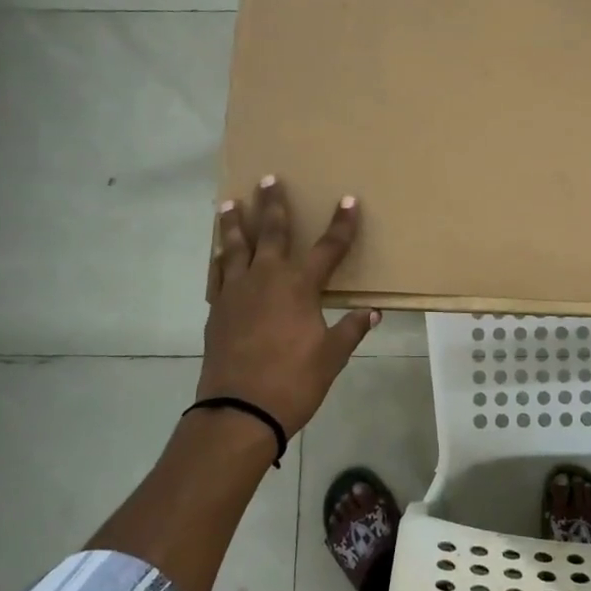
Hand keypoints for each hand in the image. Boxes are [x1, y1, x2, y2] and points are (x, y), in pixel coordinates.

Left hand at [200, 177, 377, 437]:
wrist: (240, 410)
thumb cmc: (293, 381)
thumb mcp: (331, 357)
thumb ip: (351, 330)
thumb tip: (372, 313)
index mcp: (299, 287)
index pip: (328, 248)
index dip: (341, 225)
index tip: (348, 201)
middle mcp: (266, 278)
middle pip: (272, 233)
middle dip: (274, 205)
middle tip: (269, 179)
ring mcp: (237, 292)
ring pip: (235, 247)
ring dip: (236, 223)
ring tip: (230, 203)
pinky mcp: (218, 309)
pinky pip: (218, 274)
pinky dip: (219, 259)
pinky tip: (218, 252)